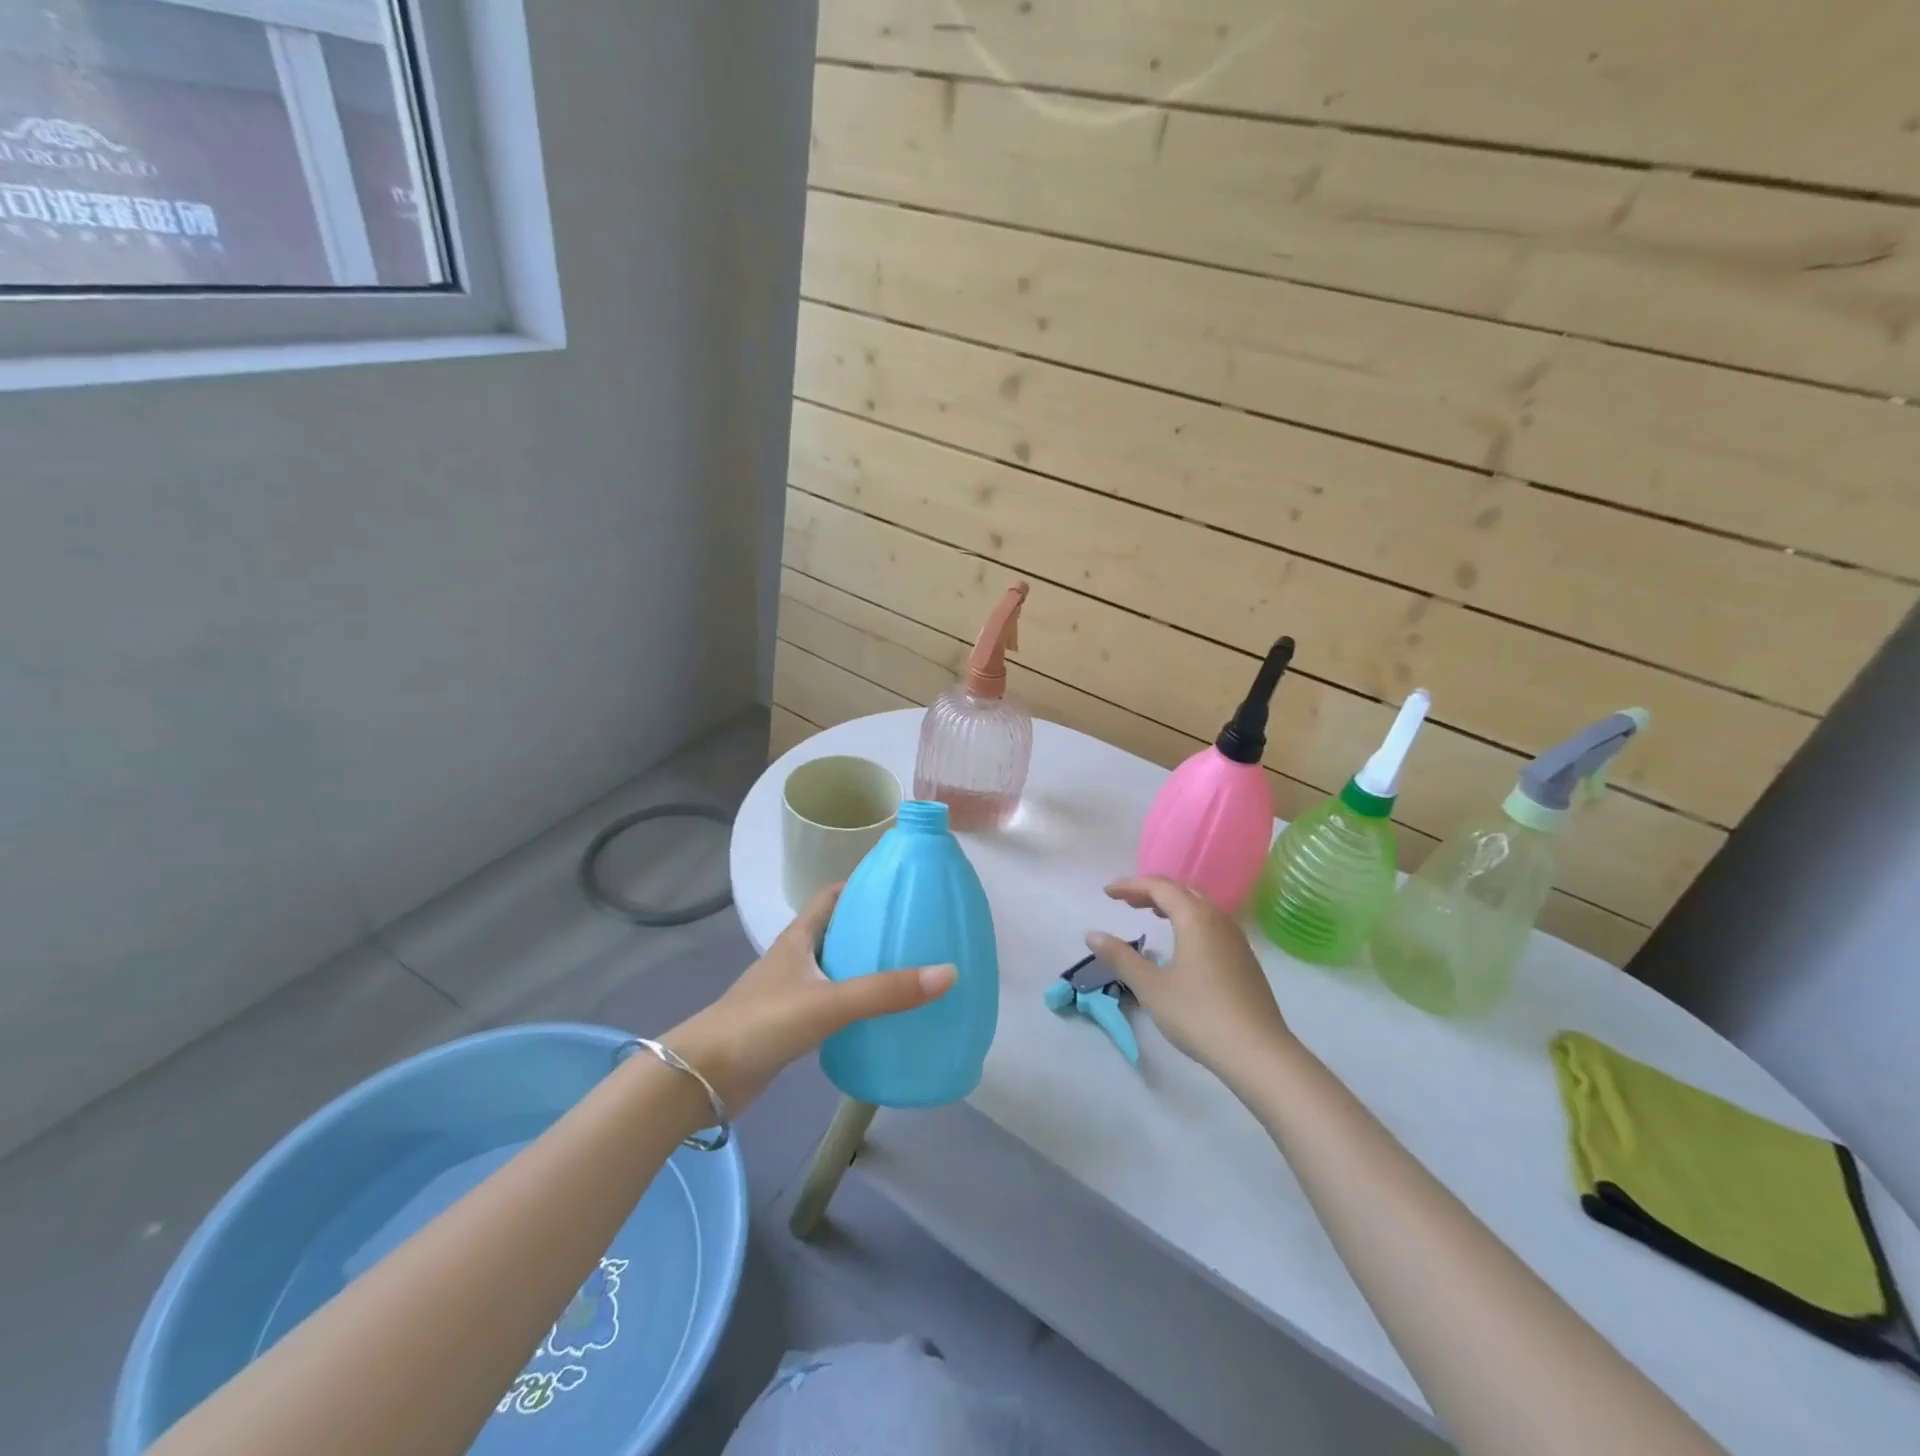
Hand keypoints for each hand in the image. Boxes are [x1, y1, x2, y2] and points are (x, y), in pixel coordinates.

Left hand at [665, 885, 955, 1111]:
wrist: (703, 1078)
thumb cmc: (762, 1023)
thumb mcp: (829, 1002)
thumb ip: (885, 991)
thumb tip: (949, 973)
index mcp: (799, 937)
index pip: (832, 895)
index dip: (862, 885)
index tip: (899, 888)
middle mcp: (795, 957)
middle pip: (837, 930)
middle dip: (872, 928)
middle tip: (916, 933)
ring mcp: (790, 991)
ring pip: (835, 967)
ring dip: (864, 966)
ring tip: (907, 971)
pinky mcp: (789, 1024)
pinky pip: (831, 1001)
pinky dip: (854, 1001)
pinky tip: (879, 1015)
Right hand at [1087, 876, 1294, 1087]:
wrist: (1258, 1052)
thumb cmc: (1198, 1014)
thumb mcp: (1150, 986)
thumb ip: (1120, 957)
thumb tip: (1092, 934)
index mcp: (1195, 918)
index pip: (1159, 887)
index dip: (1131, 885)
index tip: (1108, 893)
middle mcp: (1218, 920)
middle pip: (1183, 891)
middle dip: (1152, 891)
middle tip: (1127, 901)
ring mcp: (1236, 939)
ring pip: (1201, 907)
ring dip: (1173, 905)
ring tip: (1152, 915)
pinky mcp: (1245, 959)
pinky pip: (1212, 924)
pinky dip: (1190, 920)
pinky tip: (1183, 943)